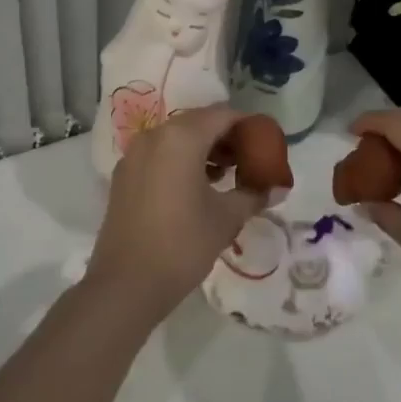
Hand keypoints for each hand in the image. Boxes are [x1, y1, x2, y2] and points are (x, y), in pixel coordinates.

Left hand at [85, 106, 272, 326]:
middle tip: (248, 160)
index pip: (223, 115)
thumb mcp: (226, 218)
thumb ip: (253, 194)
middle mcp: (155, 135)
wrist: (125, 286)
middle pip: (198, 122)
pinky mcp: (124, 175)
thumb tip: (276, 188)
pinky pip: (159, 154)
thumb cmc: (182, 245)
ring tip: (226, 176)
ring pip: (177, 137)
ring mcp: (134, 154)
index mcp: (181, 137)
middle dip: (225, 137)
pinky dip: (181, 160)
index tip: (265, 144)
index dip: (248, 125)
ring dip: (203, 149)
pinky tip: (196, 187)